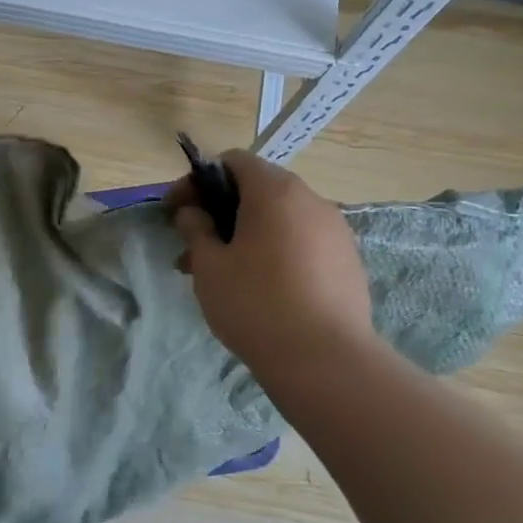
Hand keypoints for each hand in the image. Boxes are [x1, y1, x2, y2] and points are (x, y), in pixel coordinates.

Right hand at [168, 151, 373, 372]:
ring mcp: (335, 231)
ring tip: (220, 275)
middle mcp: (311, 201)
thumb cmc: (255, 303)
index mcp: (275, 192)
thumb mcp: (209, 265)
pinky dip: (273, 252)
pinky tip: (258, 288)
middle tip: (192, 248)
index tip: (175, 211)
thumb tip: (194, 213)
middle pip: (257, 191)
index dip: (198, 182)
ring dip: (245, 235)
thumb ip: (196, 229)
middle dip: (220, 213)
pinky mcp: (347, 261)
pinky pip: (301, 242)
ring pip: (279, 220)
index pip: (233, 162)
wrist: (325, 360)